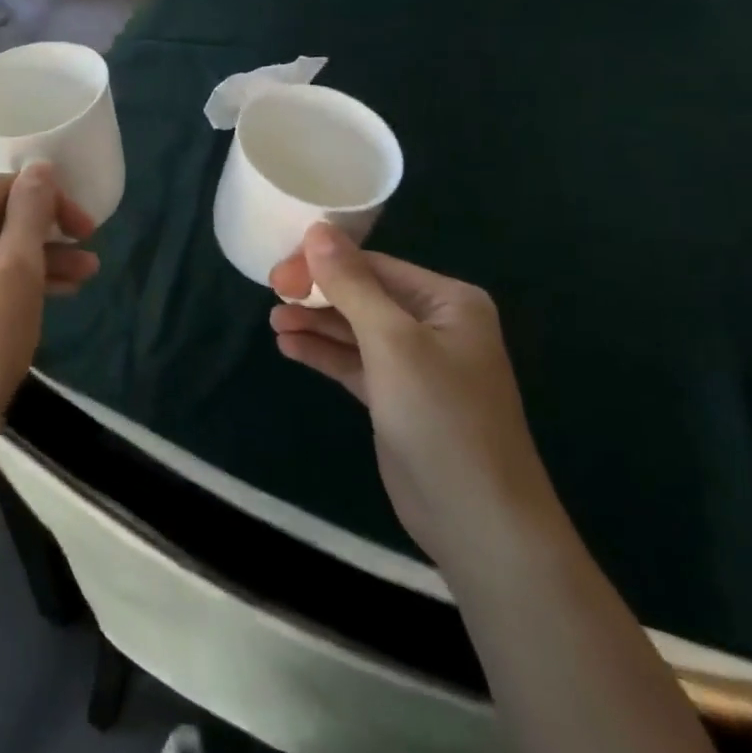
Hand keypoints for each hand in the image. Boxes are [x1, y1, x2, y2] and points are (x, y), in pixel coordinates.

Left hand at [0, 165, 98, 478]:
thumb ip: (30, 213)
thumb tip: (39, 167)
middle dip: (48, 230)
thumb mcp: (16, 270)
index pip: (0, 188)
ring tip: (89, 274)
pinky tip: (62, 294)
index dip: (46, 197)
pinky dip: (25, 284)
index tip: (84, 224)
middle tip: (91, 244)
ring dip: (44, 258)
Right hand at [270, 225, 558, 562]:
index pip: (374, 266)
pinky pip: (354, 362)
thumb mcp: (392, 341)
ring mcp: (417, 365)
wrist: (479, 522)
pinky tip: (289, 347)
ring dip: (316, 323)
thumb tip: (317, 230)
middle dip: (318, 294)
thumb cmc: (441, 416)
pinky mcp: (398, 398)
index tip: (279, 273)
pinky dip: (324, 353)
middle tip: (272, 294)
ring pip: (355, 329)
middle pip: (364, 295)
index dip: (324, 264)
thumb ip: (351, 284)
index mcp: (448, 301)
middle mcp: (435, 326)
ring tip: (274, 322)